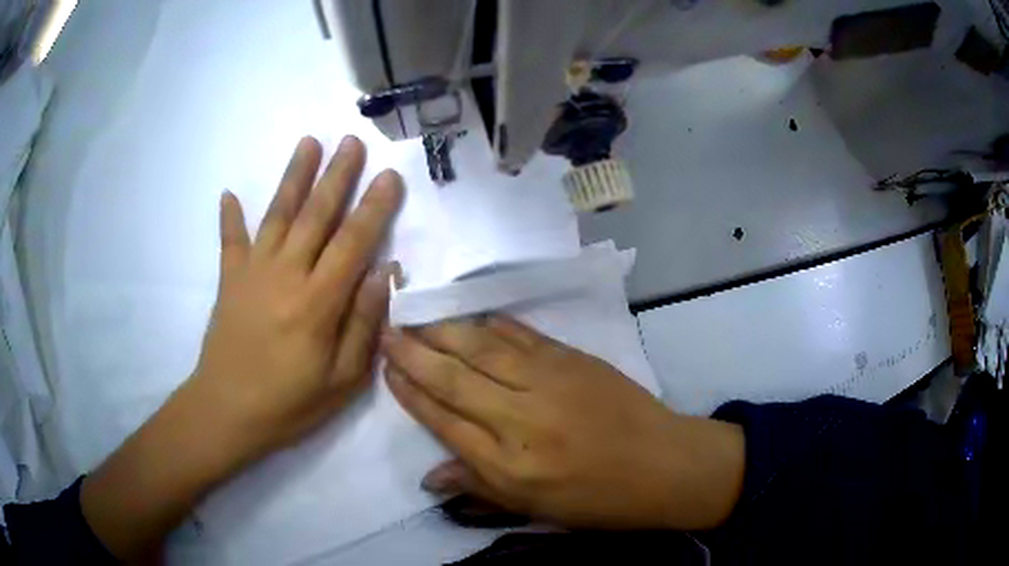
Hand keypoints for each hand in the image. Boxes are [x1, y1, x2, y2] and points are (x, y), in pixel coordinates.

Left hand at [188, 135, 402, 460]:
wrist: (227, 412)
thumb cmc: (290, 404)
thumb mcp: (342, 381)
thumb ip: (363, 325)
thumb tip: (382, 274)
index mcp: (318, 302)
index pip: (353, 242)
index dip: (374, 207)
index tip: (390, 175)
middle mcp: (286, 275)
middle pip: (316, 215)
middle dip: (338, 175)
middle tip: (352, 141)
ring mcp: (253, 272)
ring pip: (278, 214)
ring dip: (294, 176)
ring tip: (308, 142)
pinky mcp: (229, 279)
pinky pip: (230, 241)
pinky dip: (230, 217)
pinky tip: (228, 193)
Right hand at [381, 316, 745, 530]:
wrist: (663, 464)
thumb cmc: (598, 498)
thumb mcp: (535, 508)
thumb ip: (478, 487)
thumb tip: (428, 477)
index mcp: (508, 464)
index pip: (444, 420)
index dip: (411, 393)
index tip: (386, 369)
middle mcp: (521, 417)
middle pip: (454, 378)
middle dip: (415, 353)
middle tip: (387, 330)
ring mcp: (549, 382)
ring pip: (483, 348)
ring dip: (445, 330)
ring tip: (416, 317)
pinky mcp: (573, 359)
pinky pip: (522, 335)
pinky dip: (493, 324)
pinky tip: (473, 316)